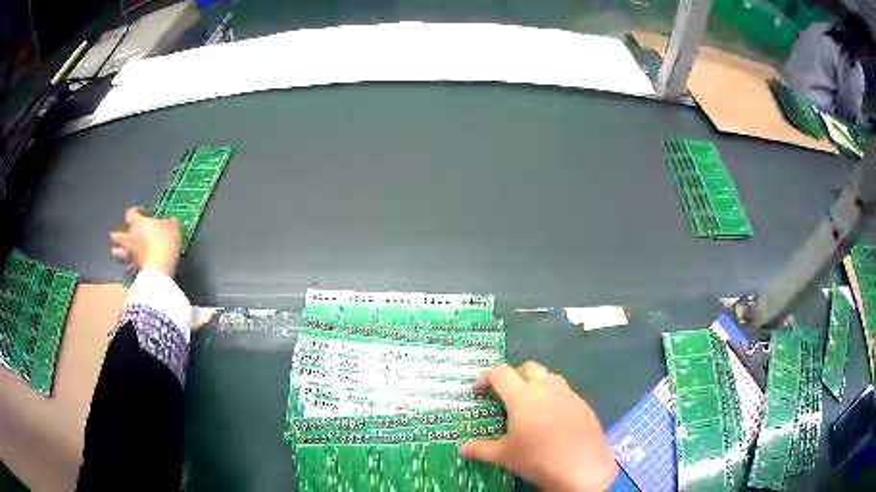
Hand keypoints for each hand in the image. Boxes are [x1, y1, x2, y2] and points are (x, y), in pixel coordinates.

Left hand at [109, 207, 180, 276]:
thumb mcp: (173, 228)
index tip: (138, 213)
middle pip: (120, 235)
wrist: (159, 269)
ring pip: (120, 253)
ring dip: (118, 252)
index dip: (133, 213)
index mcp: (138, 224)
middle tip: (113, 235)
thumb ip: (170, 223)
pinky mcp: (135, 270)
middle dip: (117, 235)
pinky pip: (128, 267)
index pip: (131, 214)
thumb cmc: (164, 242)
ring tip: (114, 251)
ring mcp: (131, 255)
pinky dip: (127, 267)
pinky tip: (126, 268)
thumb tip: (171, 220)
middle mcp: (131, 238)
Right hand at [459, 362, 616, 491]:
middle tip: (506, 394)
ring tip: (531, 407)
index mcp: (523, 396)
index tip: (480, 391)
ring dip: (537, 384)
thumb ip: (480, 449)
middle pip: (528, 367)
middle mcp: (546, 388)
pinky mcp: (584, 405)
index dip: (487, 377)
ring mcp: (569, 394)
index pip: (501, 372)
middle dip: (515, 375)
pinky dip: (555, 399)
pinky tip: (553, 421)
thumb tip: (461, 449)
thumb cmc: (537, 458)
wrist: (582, 467)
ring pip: (550, 378)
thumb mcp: (504, 456)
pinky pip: (566, 394)